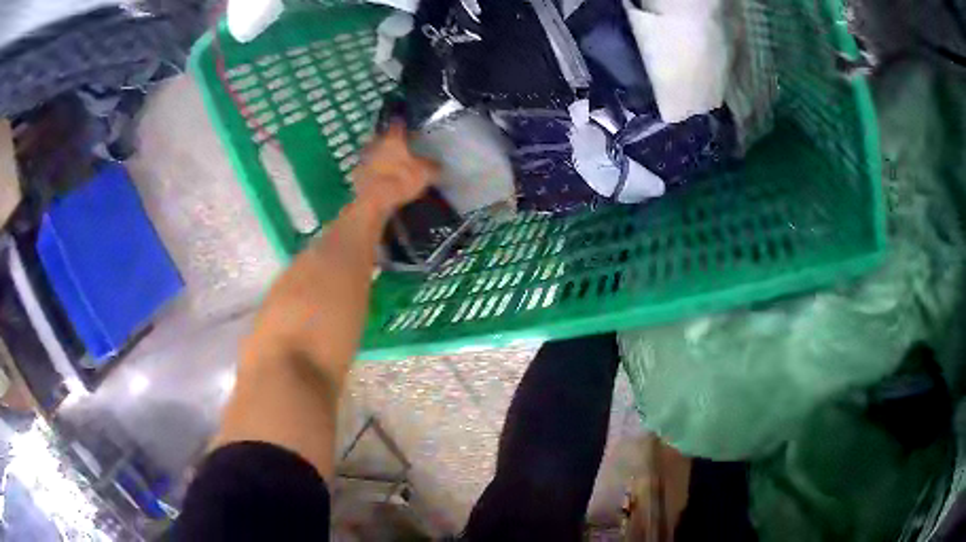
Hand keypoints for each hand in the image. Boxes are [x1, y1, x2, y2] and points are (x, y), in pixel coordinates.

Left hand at [351, 122, 438, 214]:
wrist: (374, 200)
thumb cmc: (401, 180)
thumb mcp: (425, 174)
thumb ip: (432, 166)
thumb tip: (440, 165)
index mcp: (393, 139)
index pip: (398, 124)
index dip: (403, 125)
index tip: (406, 127)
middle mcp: (377, 144)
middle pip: (382, 136)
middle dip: (388, 140)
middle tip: (397, 146)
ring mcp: (364, 158)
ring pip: (372, 151)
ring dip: (378, 155)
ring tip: (387, 163)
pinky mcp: (357, 174)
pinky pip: (366, 168)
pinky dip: (371, 171)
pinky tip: (378, 178)